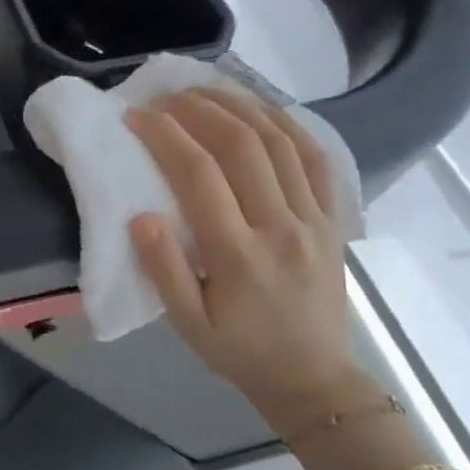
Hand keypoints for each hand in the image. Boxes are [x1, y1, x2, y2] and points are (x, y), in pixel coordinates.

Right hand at [126, 87, 372, 429]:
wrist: (315, 380)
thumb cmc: (242, 352)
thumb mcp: (189, 325)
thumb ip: (164, 270)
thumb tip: (141, 217)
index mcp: (239, 255)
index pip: (199, 175)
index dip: (164, 137)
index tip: (136, 116)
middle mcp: (281, 227)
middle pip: (241, 146)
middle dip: (199, 110)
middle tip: (166, 95)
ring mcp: (314, 219)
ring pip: (280, 142)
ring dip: (240, 106)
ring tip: (206, 89)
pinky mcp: (334, 219)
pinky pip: (316, 158)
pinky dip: (288, 123)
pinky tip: (262, 107)